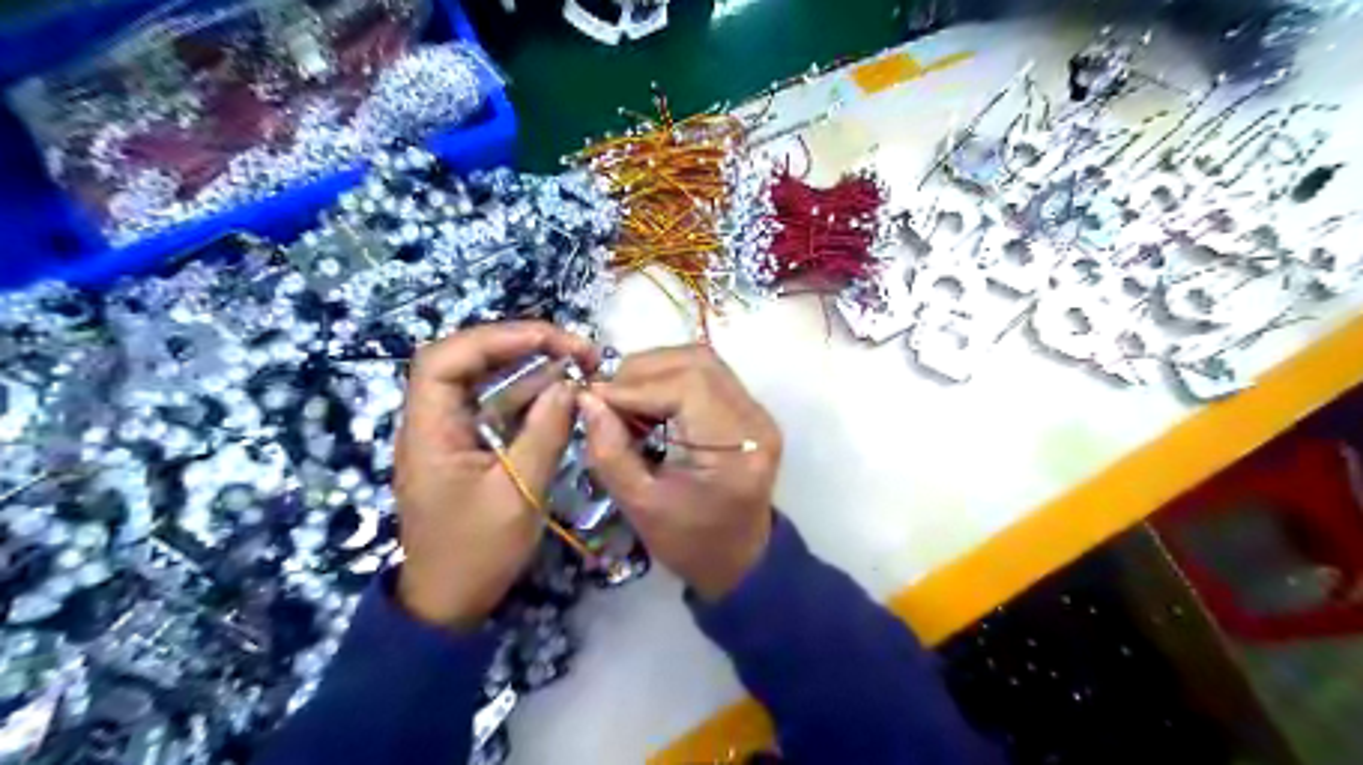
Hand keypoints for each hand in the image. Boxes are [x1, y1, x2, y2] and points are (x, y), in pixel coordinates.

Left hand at [390, 319, 590, 627]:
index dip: (496, 338)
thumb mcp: (518, 494)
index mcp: (429, 431)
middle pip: (468, 361)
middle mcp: (434, 422)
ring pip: (487, 382)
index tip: (551, 339)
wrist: (449, 604)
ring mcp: (452, 434)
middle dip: (522, 346)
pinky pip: (498, 407)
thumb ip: (544, 434)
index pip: (445, 359)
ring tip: (579, 364)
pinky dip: (530, 396)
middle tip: (576, 348)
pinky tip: (562, 393)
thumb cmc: (476, 553)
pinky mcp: (470, 447)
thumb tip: (569, 385)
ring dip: (531, 368)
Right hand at [581, 345, 783, 599]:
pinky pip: (706, 376)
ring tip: (623, 398)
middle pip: (697, 363)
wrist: (740, 560)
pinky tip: (646, 401)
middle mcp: (755, 419)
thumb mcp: (641, 507)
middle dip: (642, 371)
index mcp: (737, 448)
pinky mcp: (748, 411)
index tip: (592, 399)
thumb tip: (587, 399)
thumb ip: (611, 452)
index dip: (634, 387)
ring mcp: (756, 412)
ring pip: (702, 362)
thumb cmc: (690, 544)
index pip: (687, 388)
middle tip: (606, 397)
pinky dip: (669, 378)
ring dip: (655, 370)